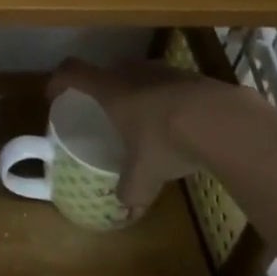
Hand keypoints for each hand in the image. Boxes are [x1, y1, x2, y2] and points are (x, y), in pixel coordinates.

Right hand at [47, 56, 262, 210]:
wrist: (222, 120)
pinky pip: (169, 84)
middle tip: (104, 111)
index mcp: (110, 89)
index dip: (59, 80)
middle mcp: (133, 72)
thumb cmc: (166, 140)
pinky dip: (167, 99)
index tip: (54, 95)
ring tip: (144, 119)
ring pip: (140, 75)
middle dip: (102, 88)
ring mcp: (165, 70)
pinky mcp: (193, 76)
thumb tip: (126, 205)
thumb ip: (130, 189)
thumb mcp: (144, 174)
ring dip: (137, 92)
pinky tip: (179, 124)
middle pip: (107, 70)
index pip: (73, 71)